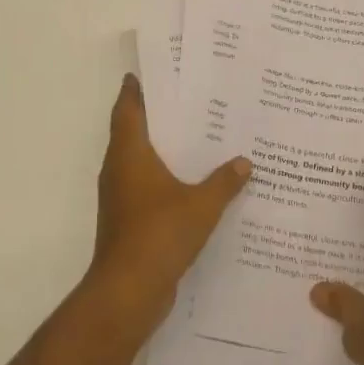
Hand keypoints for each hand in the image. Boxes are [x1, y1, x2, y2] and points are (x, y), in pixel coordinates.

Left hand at [86, 74, 251, 333]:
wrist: (128, 291)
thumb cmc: (159, 234)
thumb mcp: (201, 205)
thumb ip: (224, 182)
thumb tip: (245, 162)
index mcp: (129, 154)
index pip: (128, 110)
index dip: (134, 90)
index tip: (147, 73)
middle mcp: (119, 169)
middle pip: (131, 132)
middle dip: (154, 115)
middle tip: (186, 99)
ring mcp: (120, 197)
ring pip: (137, 161)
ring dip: (159, 148)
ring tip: (194, 136)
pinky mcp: (127, 220)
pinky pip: (144, 186)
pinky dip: (162, 177)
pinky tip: (190, 181)